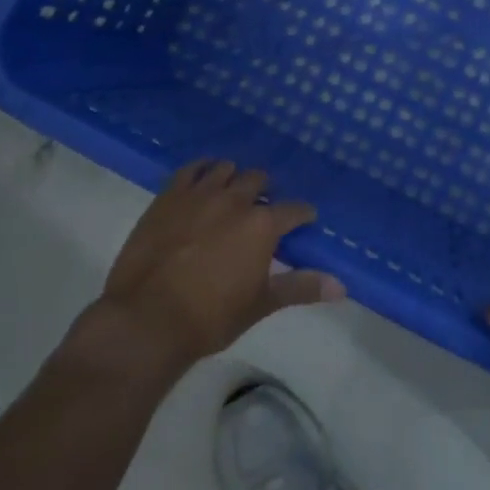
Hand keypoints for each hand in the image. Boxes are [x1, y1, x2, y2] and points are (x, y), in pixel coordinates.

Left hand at [64, 160, 343, 380]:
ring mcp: (199, 194)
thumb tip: (342, 287)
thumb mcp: (260, 304)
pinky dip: (201, 170)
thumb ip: (301, 288)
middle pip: (259, 180)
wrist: (146, 320)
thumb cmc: (210, 317)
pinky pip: (190, 169)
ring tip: (232, 194)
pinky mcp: (168, 196)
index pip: (294, 209)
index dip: (302, 214)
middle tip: (261, 210)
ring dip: (234, 178)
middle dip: (265, 192)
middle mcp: (235, 200)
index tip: (304, 220)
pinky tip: (202, 179)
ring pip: (225, 169)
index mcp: (262, 225)